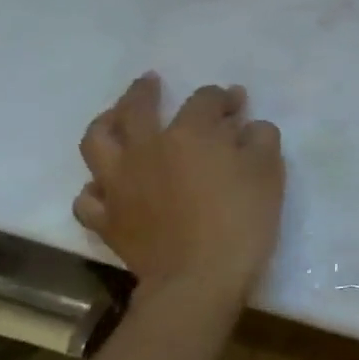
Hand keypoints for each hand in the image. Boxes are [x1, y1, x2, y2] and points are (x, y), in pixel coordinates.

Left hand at [75, 74, 285, 302]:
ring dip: (105, 123)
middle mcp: (146, 149)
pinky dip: (96, 187)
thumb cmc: (242, 220)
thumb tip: (249, 127)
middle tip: (152, 82)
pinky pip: (89, 197)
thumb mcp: (269, 172)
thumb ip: (261, 140)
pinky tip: (107, 186)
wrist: (199, 278)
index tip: (237, 102)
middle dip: (146, 91)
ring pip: (98, 142)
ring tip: (113, 117)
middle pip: (138, 108)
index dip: (223, 97)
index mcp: (190, 134)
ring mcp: (119, 184)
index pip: (205, 100)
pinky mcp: (107, 219)